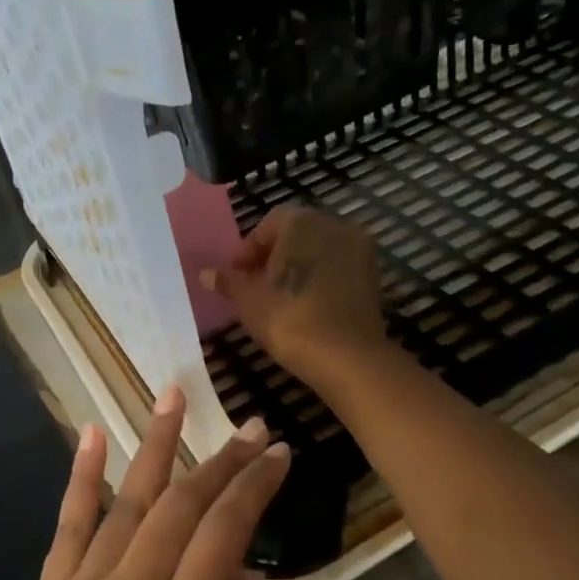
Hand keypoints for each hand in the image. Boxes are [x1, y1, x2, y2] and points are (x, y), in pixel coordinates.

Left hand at [0, 389, 288, 579]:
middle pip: (182, 507)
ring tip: (174, 393)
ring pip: (126, 501)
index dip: (254, 488)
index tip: (278, 454)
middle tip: (251, 426)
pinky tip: (91, 433)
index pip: (224, 535)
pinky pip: (67, 526)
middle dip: (221, 460)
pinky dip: (80, 476)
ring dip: (154, 443)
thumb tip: (248, 576)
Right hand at [203, 204, 390, 389]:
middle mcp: (334, 225)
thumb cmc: (290, 320)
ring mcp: (359, 250)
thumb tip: (205, 273)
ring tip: (279, 297)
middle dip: (274, 255)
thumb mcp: (249, 302)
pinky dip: (320, 279)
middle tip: (255, 284)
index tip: (236, 273)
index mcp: (302, 222)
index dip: (249, 249)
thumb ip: (228, 283)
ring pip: (319, 250)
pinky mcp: (373, 276)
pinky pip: (338, 269)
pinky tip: (306, 305)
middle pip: (297, 233)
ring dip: (298, 266)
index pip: (269, 224)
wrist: (348, 357)